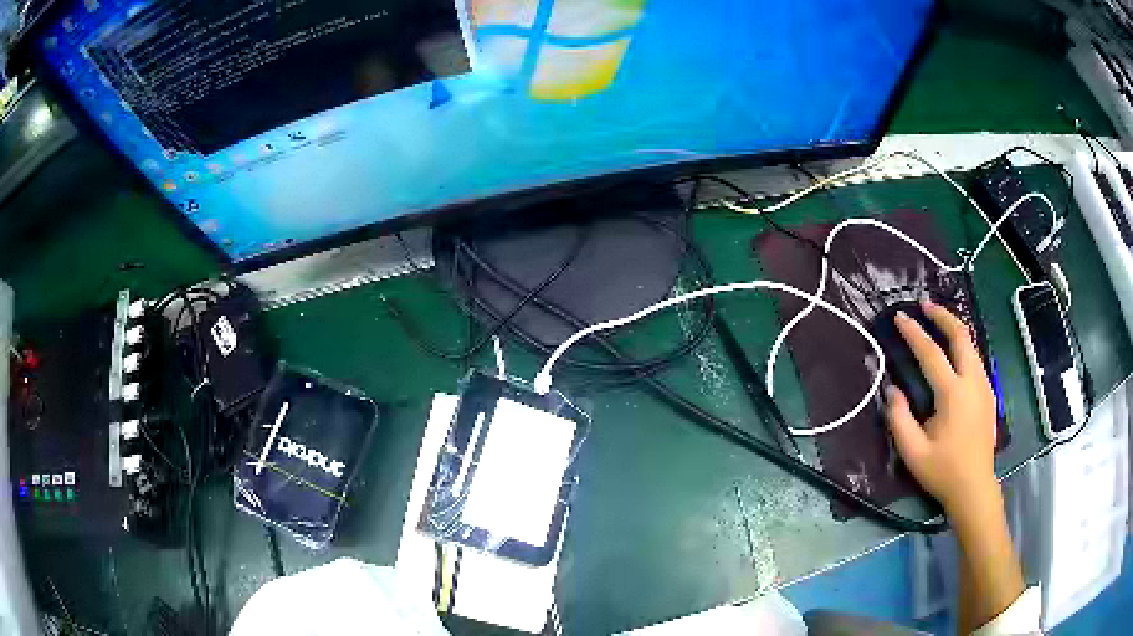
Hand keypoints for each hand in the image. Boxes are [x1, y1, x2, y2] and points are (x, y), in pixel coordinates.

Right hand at [884, 300, 998, 514]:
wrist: (975, 487)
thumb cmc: (943, 471)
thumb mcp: (913, 452)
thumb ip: (899, 419)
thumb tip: (891, 389)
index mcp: (953, 394)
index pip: (932, 353)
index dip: (914, 333)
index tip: (900, 316)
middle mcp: (972, 382)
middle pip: (961, 336)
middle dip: (943, 316)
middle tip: (925, 304)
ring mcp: (984, 386)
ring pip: (972, 345)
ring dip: (954, 328)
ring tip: (938, 321)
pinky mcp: (989, 394)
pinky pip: (976, 359)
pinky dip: (963, 345)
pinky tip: (954, 351)